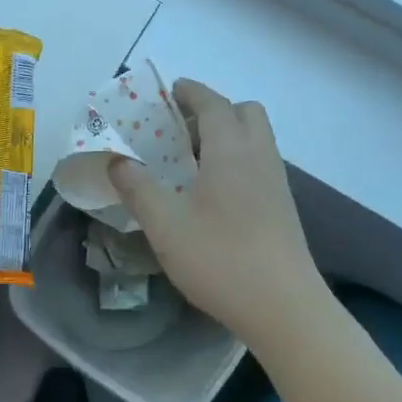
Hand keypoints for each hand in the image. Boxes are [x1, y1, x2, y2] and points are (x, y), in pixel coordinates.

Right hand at [107, 79, 322, 351]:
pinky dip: (237, 159)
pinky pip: (260, 163)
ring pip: (256, 138)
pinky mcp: (283, 208)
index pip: (214, 104)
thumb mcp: (165, 225)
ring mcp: (277, 183)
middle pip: (245, 113)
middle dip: (213, 110)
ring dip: (227, 135)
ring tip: (191, 162)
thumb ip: (138, 187)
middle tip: (179, 132)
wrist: (285, 309)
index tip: (169, 91)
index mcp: (231, 152)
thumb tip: (117, 160)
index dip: (191, 92)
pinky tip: (213, 193)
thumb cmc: (221, 260)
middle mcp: (259, 158)